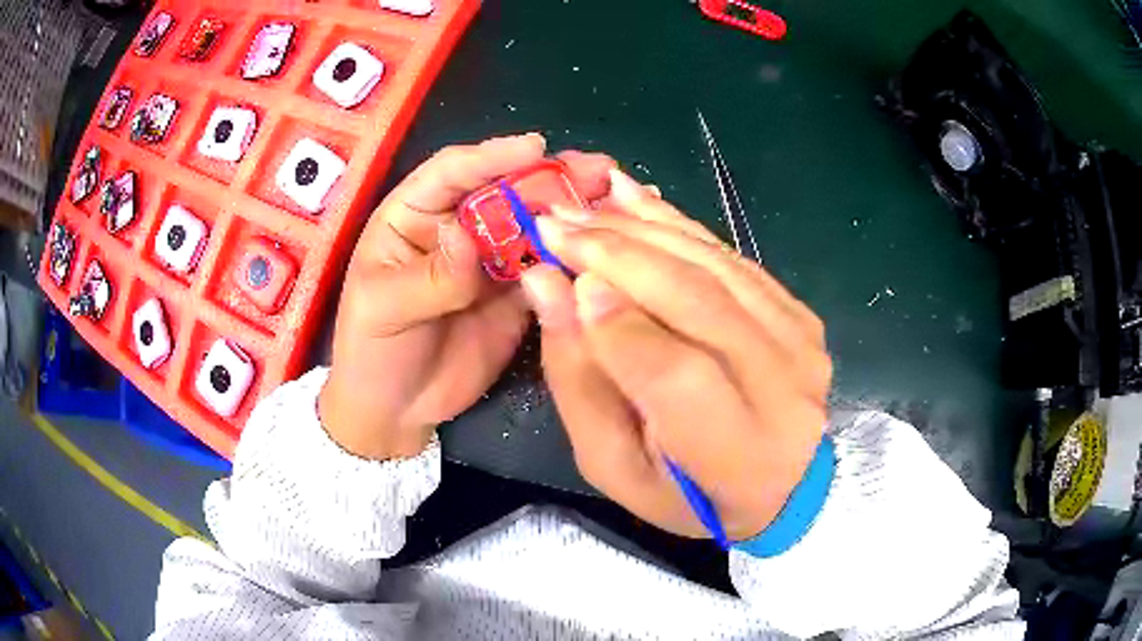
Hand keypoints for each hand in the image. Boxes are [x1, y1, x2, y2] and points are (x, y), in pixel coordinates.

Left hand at [319, 134, 615, 459]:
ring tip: (614, 195)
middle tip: (598, 170)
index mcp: (413, 216)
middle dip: (549, 178)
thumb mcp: (383, 308)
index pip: (452, 172)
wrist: (397, 408)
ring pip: (532, 225)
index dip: (493, 157)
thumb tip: (468, 237)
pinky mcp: (515, 295)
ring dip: (571, 210)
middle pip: (505, 191)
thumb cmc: (373, 349)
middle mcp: (456, 229)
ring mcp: (489, 262)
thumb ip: (429, 276)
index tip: (536, 147)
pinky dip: (574, 255)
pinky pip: (546, 269)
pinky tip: (607, 243)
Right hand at [521, 169, 831, 539]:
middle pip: (698, 301)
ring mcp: (800, 342)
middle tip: (554, 222)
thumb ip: (579, 382)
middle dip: (617, 254)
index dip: (615, 322)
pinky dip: (679, 224)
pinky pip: (733, 256)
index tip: (556, 276)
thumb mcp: (616, 464)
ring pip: (715, 266)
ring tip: (584, 203)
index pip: (676, 374)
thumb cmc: (687, 492)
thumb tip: (548, 286)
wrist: (784, 483)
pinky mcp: (800, 312)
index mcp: (736, 454)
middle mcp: (783, 389)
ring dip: (643, 226)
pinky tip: (633, 198)